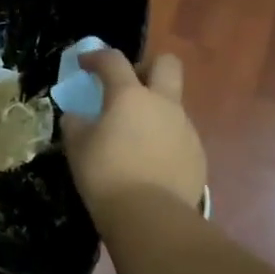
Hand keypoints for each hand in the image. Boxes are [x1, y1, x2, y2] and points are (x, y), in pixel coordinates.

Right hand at [60, 51, 206, 215]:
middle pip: (166, 64)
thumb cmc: (105, 173)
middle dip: (146, 67)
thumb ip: (76, 123)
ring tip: (132, 135)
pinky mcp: (197, 154)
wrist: (150, 216)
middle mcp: (163, 104)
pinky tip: (147, 161)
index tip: (84, 64)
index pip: (113, 60)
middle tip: (127, 86)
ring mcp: (185, 129)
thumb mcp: (77, 145)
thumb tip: (79, 117)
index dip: (96, 57)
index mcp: (130, 95)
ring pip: (172, 104)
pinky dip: (162, 139)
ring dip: (153, 109)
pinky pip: (178, 135)